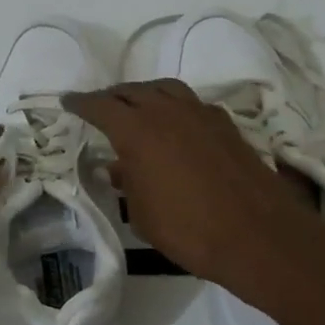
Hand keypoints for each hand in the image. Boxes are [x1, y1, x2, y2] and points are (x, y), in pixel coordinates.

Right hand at [64, 80, 322, 294]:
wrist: (256, 235)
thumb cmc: (187, 229)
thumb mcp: (142, 214)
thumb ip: (127, 183)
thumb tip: (119, 166)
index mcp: (138, 131)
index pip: (102, 106)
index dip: (82, 103)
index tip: (68, 102)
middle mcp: (168, 112)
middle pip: (133, 91)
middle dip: (112, 96)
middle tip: (100, 106)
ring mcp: (201, 114)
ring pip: (165, 90)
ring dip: (145, 94)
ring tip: (135, 107)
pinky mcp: (226, 125)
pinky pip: (191, 103)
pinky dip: (174, 106)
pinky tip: (174, 124)